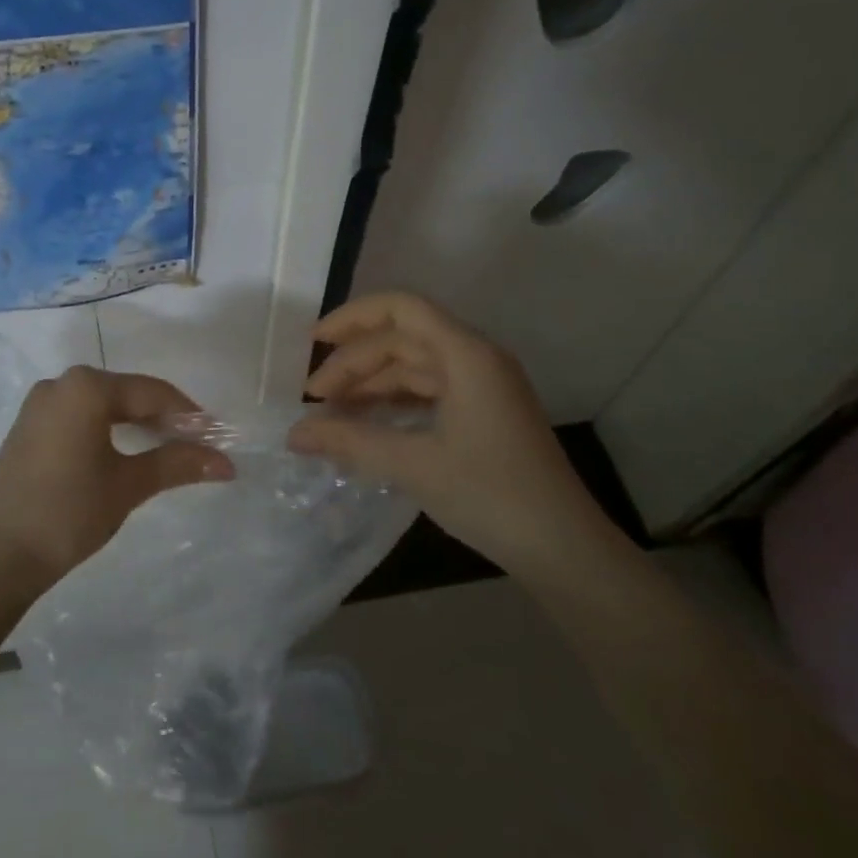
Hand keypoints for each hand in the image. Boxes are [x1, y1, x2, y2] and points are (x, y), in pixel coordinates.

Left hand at [0, 365, 234, 589]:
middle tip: (195, 444)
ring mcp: (40, 403)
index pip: (152, 392)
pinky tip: (123, 451)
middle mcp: (61, 384)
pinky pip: (78, 415)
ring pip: (102, 404)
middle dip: (163, 417)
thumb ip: (177, 463)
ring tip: (166, 449)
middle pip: (126, 394)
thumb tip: (226, 464)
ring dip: (135, 423)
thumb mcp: (129, 485)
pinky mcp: (28, 426)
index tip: (216, 437)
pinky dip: (106, 428)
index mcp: (87, 388)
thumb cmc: (70, 512)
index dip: (188, 414)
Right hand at [288, 292, 616, 574]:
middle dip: (354, 363)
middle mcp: (476, 359)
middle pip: (402, 339)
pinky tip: (369, 424)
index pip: (401, 309)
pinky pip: (429, 391)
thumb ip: (349, 442)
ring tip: (333, 414)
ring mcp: (483, 386)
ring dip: (372, 384)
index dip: (352, 318)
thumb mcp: (413, 465)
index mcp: (466, 355)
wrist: (564, 549)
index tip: (312, 343)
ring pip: (414, 367)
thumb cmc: (491, 495)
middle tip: (314, 400)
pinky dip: (394, 401)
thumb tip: (292, 434)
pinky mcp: (485, 413)